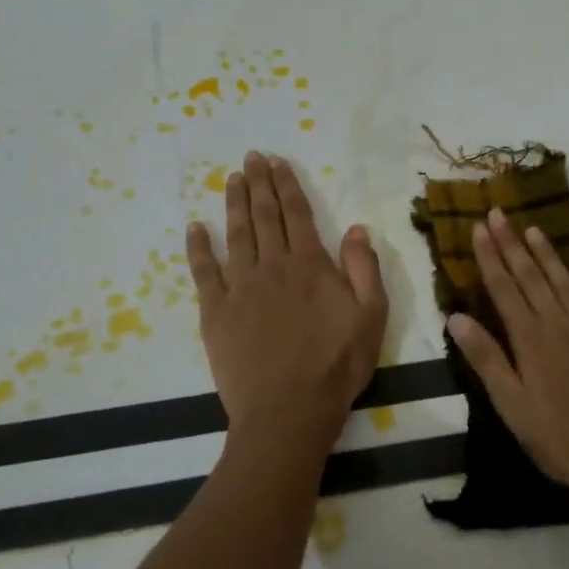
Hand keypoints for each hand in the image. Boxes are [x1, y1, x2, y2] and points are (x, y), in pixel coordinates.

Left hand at [187, 151, 388, 465]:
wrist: (289, 410)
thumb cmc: (337, 365)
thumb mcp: (372, 316)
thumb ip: (365, 268)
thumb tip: (356, 227)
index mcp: (311, 265)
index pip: (297, 213)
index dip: (287, 185)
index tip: (277, 162)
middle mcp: (273, 266)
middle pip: (265, 216)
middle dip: (259, 184)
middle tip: (251, 158)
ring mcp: (241, 287)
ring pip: (237, 234)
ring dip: (234, 204)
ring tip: (231, 179)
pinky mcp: (215, 312)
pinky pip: (204, 272)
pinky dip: (199, 247)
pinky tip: (195, 227)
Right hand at [448, 208, 568, 511]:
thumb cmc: (560, 439)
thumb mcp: (513, 406)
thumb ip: (486, 359)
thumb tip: (455, 317)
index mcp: (531, 340)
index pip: (504, 289)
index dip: (490, 257)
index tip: (478, 227)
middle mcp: (560, 324)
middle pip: (532, 277)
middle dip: (512, 244)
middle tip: (499, 212)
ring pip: (566, 282)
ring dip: (548, 254)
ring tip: (532, 228)